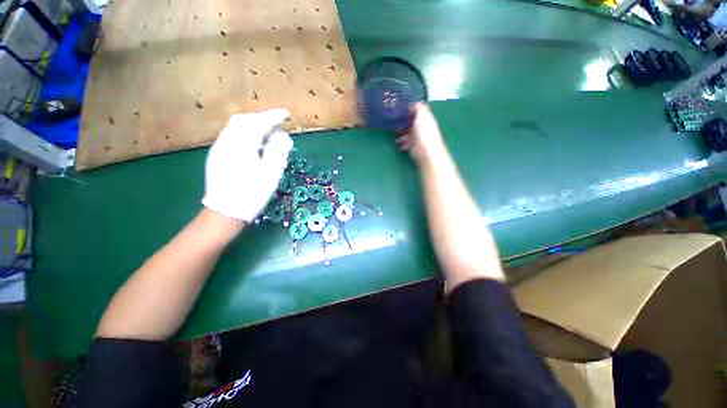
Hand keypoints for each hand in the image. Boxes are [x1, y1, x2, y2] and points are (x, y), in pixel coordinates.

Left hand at [202, 109, 292, 221]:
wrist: (226, 211)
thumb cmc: (252, 193)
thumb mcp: (271, 172)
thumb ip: (278, 151)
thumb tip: (283, 135)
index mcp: (241, 144)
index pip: (258, 122)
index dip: (274, 116)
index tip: (287, 114)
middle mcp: (227, 141)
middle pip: (244, 120)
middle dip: (262, 118)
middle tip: (278, 123)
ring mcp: (219, 148)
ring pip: (236, 128)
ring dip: (254, 126)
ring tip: (269, 133)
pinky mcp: (218, 156)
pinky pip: (232, 136)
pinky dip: (246, 134)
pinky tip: (255, 145)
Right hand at [396, 103, 447, 164]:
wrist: (425, 151)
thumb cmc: (424, 132)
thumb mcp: (422, 115)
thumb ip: (418, 108)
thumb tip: (414, 105)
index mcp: (425, 119)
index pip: (416, 113)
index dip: (409, 112)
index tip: (400, 113)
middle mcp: (422, 128)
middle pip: (410, 124)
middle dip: (402, 125)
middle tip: (395, 126)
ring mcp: (417, 138)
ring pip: (406, 135)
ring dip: (400, 136)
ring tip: (397, 137)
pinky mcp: (413, 147)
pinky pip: (405, 144)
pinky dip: (402, 144)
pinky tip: (400, 145)